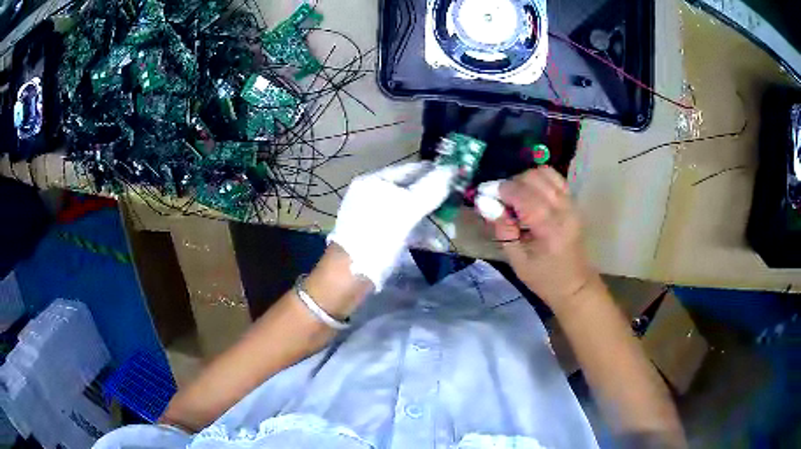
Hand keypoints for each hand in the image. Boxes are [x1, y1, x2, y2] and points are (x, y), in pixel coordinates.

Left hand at [328, 162, 455, 290]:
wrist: (351, 273)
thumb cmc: (378, 235)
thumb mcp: (407, 209)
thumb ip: (431, 188)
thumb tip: (452, 169)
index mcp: (375, 181)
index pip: (411, 169)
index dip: (435, 172)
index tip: (458, 178)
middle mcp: (373, 194)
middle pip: (411, 190)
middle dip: (435, 200)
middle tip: (456, 205)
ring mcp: (374, 215)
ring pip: (408, 210)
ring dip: (430, 219)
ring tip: (451, 230)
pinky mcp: (377, 234)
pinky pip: (403, 226)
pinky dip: (419, 232)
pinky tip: (436, 243)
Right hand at [483, 167, 596, 309]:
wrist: (575, 284)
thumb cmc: (544, 279)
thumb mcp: (517, 262)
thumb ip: (503, 230)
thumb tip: (486, 204)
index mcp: (550, 230)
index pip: (525, 197)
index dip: (504, 190)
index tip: (487, 192)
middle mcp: (564, 211)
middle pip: (536, 179)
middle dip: (513, 182)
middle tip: (501, 197)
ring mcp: (571, 204)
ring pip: (546, 173)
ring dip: (526, 178)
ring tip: (515, 194)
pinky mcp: (573, 202)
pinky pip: (555, 178)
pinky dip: (539, 179)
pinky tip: (530, 192)